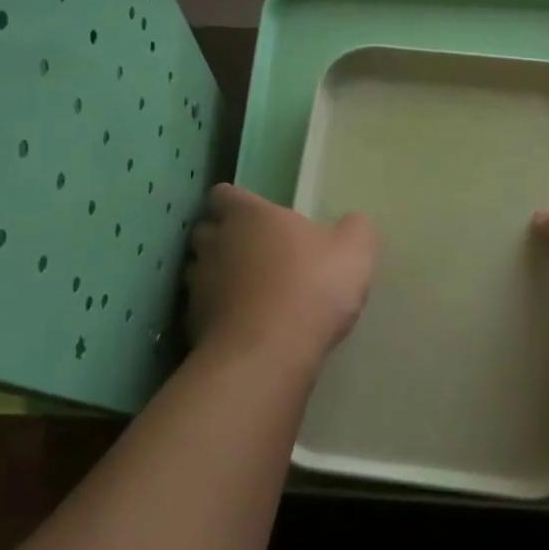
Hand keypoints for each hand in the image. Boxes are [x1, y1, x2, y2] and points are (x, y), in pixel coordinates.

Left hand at [187, 183, 377, 370]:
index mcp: (248, 215)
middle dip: (224, 239)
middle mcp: (215, 243)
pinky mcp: (193, 325)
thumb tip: (353, 222)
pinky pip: (203, 311)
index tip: (257, 216)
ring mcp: (198, 286)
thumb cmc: (311, 287)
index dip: (237, 203)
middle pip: (207, 231)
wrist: (268, 355)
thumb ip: (355, 229)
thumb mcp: (354, 252)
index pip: (225, 194)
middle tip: (256, 253)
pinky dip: (219, 315)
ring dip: (219, 278)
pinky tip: (245, 328)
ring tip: (249, 294)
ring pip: (201, 272)